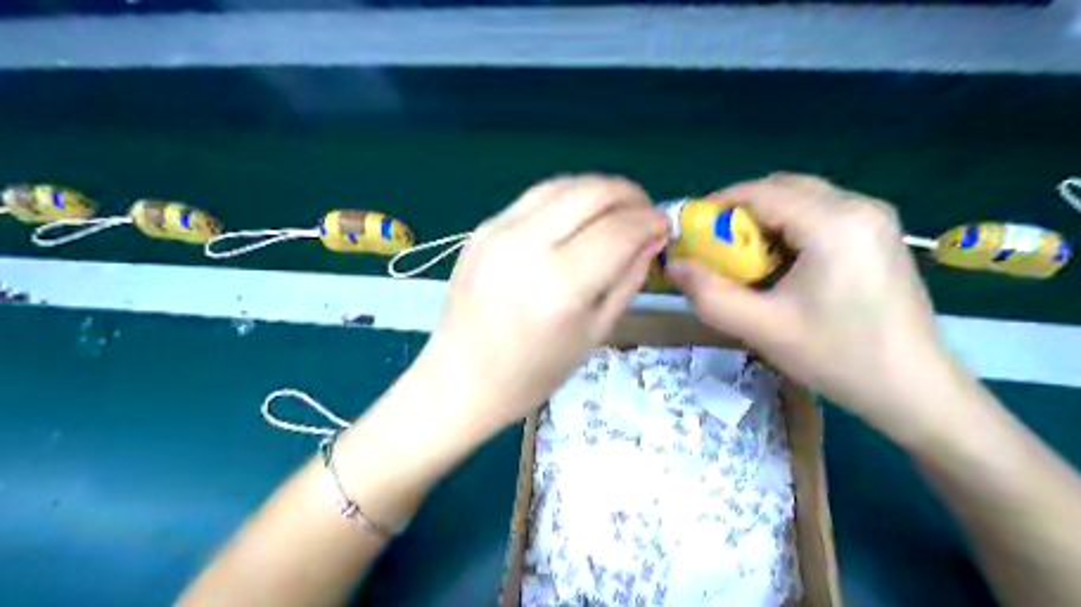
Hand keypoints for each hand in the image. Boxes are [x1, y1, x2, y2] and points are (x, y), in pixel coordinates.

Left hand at [413, 176, 667, 436]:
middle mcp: (527, 246)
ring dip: (599, 189)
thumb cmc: (533, 373)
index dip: (650, 221)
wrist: (461, 378)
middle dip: (629, 194)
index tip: (664, 225)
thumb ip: (627, 280)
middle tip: (645, 211)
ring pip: (562, 185)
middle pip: (591, 193)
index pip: (619, 230)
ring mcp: (498, 231)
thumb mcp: (594, 334)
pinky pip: (535, 197)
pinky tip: (579, 214)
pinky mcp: (482, 228)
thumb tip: (652, 238)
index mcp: (560, 286)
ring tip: (617, 208)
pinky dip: (567, 197)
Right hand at [670, 174, 962, 434]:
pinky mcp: (878, 233)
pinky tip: (781, 263)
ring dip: (765, 219)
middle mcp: (858, 206)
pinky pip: (821, 213)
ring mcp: (874, 217)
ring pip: (802, 198)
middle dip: (741, 212)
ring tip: (744, 258)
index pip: (761, 192)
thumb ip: (709, 294)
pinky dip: (790, 227)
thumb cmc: (839, 358)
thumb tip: (673, 266)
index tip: (690, 231)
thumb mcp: (763, 328)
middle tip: (715, 247)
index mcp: (834, 223)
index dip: (717, 206)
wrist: (915, 389)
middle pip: (782, 188)